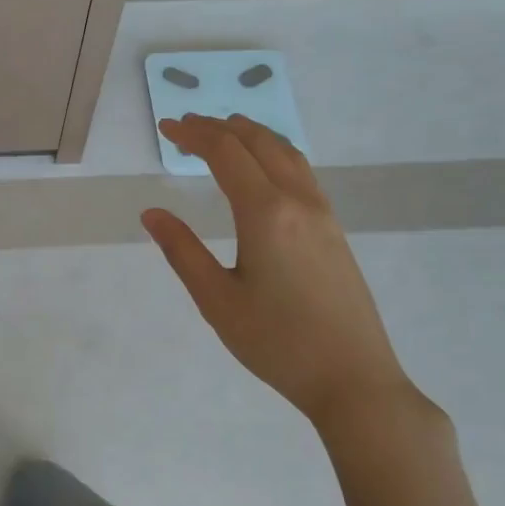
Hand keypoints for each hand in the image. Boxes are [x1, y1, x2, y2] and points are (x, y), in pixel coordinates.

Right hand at [141, 114, 413, 430]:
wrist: (353, 379)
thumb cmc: (276, 343)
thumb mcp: (216, 300)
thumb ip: (182, 251)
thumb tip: (152, 213)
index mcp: (265, 214)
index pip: (226, 153)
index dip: (193, 134)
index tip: (166, 128)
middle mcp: (298, 202)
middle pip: (258, 143)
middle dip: (219, 127)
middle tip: (186, 126)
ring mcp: (323, 214)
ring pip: (286, 153)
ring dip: (251, 135)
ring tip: (222, 132)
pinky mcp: (334, 231)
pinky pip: (301, 172)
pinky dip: (273, 154)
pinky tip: (262, 170)